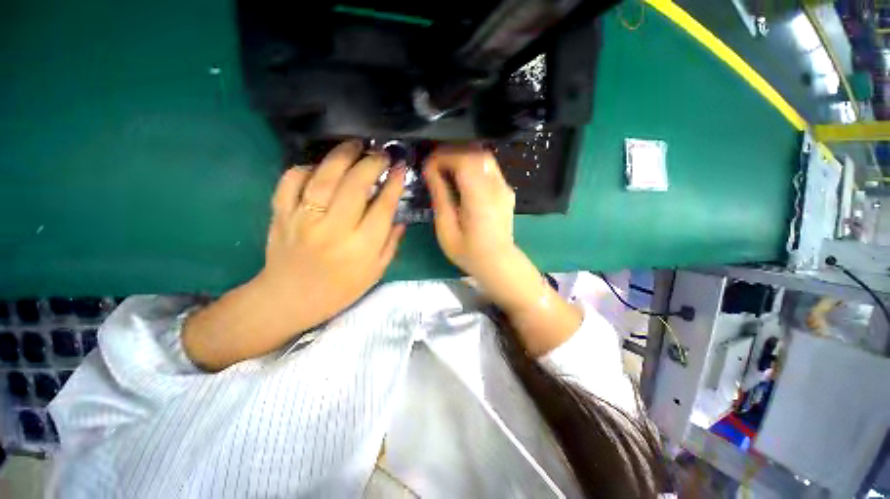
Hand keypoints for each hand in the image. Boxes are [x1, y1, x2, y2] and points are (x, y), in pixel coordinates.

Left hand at [183, 141, 405, 369]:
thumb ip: (391, 243)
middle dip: (371, 163)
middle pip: (355, 185)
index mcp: (361, 247)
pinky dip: (306, 168)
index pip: (382, 207)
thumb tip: (400, 217)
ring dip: (342, 156)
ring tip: (355, 145)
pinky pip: (291, 181)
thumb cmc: (341, 289)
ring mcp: (303, 219)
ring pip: (324, 177)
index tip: (400, 169)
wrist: (290, 299)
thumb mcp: (376, 271)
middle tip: (381, 154)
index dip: (393, 184)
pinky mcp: (281, 214)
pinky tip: (320, 167)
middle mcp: (333, 229)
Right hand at [423, 146, 516, 280]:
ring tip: (445, 168)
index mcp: (480, 198)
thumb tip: (430, 171)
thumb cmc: (469, 252)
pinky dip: (472, 165)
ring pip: (484, 157)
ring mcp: (504, 187)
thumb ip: (440, 197)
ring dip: (462, 157)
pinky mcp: (506, 190)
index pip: (464, 161)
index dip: (443, 157)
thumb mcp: (446, 229)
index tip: (427, 166)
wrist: (498, 263)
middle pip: (476, 153)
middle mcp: (496, 187)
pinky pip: (489, 168)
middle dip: (452, 153)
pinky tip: (462, 177)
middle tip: (434, 164)